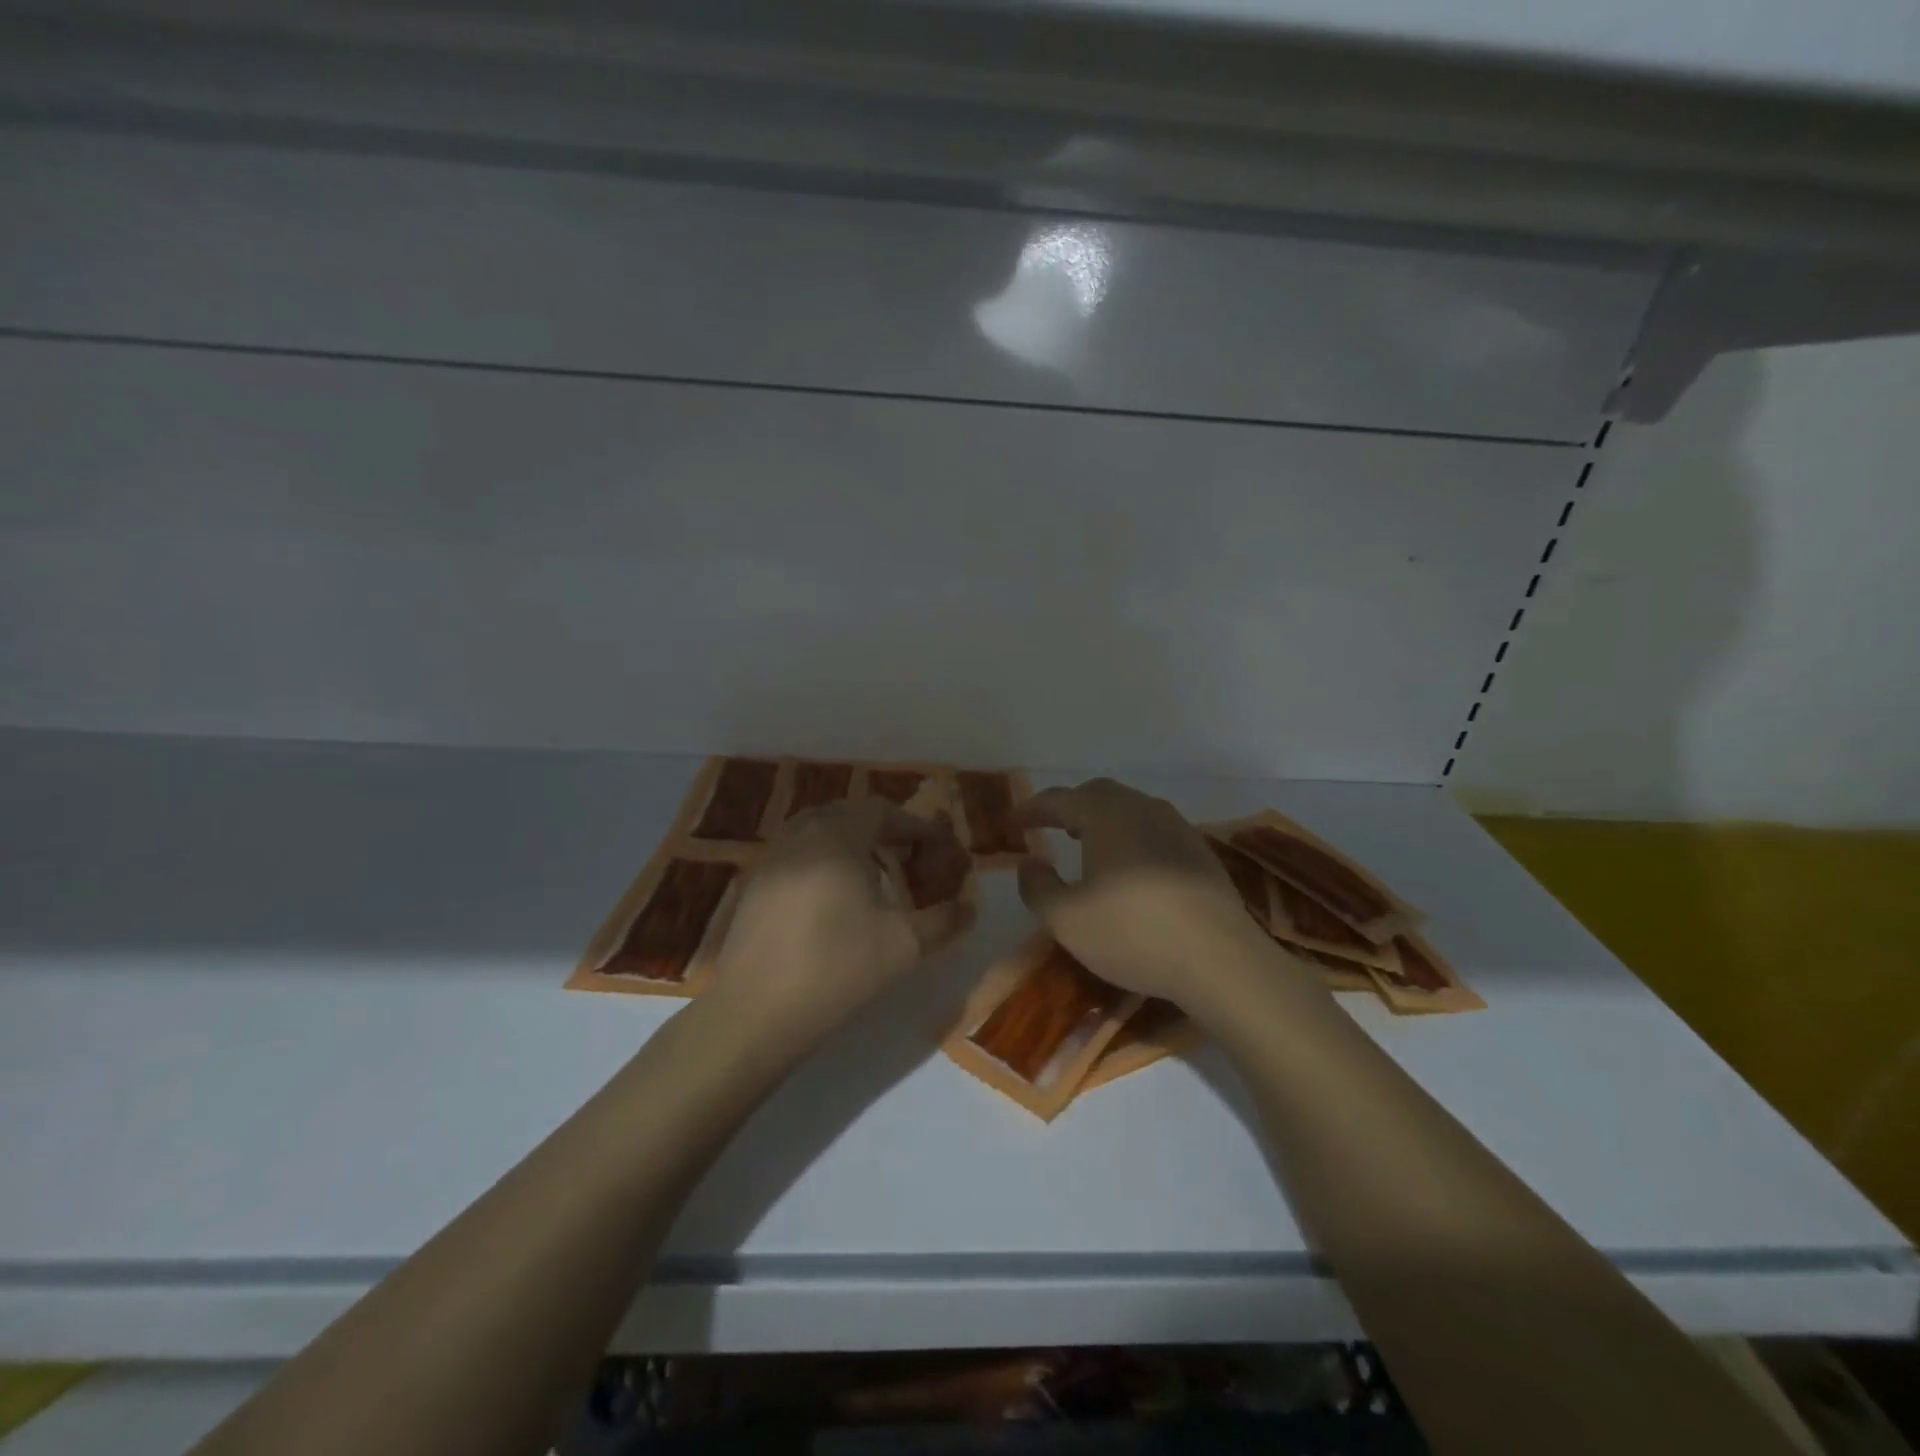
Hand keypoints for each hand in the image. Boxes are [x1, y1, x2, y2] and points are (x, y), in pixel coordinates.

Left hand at [709, 799, 973, 1057]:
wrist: (755, 1013)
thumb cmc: (837, 969)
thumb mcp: (904, 946)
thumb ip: (944, 921)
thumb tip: (969, 907)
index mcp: (837, 837)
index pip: (884, 811)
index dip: (917, 826)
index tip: (941, 847)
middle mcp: (800, 834)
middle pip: (850, 814)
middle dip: (885, 830)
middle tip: (911, 856)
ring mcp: (771, 857)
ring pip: (819, 830)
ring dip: (853, 842)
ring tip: (876, 874)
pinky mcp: (753, 884)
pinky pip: (797, 853)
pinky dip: (824, 859)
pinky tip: (835, 897)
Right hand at [1013, 778, 1273, 1009]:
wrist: (1221, 959)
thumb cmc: (1133, 933)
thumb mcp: (1067, 920)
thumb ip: (1038, 887)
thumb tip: (1028, 864)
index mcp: (1105, 815)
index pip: (1059, 799)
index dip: (1032, 809)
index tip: (1013, 822)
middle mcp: (1142, 808)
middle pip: (1098, 794)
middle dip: (1070, 806)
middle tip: (1052, 827)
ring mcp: (1177, 827)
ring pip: (1130, 809)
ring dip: (1103, 820)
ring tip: (1088, 845)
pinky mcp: (1199, 851)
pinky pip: (1154, 829)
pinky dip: (1131, 837)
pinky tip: (1131, 868)